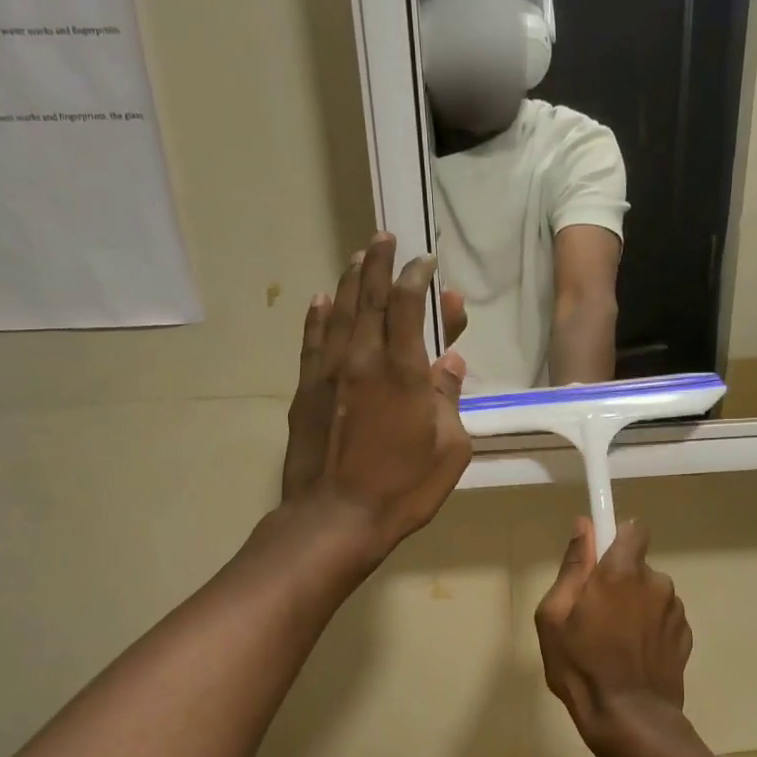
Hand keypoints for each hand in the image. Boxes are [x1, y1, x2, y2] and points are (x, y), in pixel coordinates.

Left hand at [282, 234, 472, 561]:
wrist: (335, 518)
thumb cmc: (403, 488)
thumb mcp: (450, 449)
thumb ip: (449, 399)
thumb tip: (448, 363)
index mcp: (403, 371)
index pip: (407, 304)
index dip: (417, 276)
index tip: (425, 262)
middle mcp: (362, 359)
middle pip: (369, 297)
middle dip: (378, 263)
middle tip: (384, 237)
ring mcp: (328, 373)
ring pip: (338, 312)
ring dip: (349, 281)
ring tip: (357, 257)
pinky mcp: (306, 392)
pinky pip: (311, 342)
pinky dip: (317, 317)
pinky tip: (319, 300)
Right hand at [535, 517, 692, 750]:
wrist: (630, 720)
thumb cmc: (581, 666)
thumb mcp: (554, 616)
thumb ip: (572, 567)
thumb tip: (584, 526)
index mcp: (622, 572)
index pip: (632, 529)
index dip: (616, 539)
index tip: (599, 559)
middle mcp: (656, 583)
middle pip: (637, 567)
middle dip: (619, 582)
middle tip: (594, 615)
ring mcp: (675, 611)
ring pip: (650, 594)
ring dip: (636, 607)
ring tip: (614, 643)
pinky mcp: (685, 638)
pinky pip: (663, 619)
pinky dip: (650, 630)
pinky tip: (633, 657)